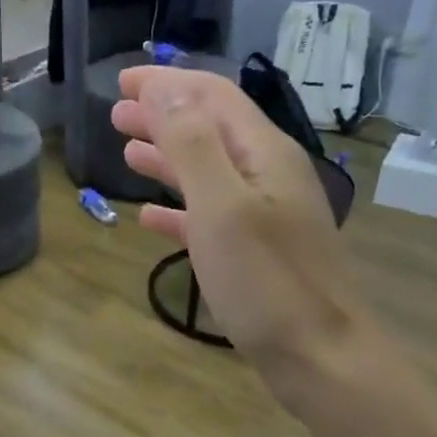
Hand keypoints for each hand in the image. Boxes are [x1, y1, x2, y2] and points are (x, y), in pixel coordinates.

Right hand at [112, 66, 377, 404]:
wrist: (320, 356)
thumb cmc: (267, 281)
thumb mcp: (222, 206)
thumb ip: (193, 146)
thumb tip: (166, 92)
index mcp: (263, 153)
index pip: (212, 97)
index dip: (167, 83)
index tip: (121, 80)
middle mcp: (267, 175)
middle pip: (209, 129)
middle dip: (162, 115)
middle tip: (116, 114)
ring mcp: (264, 215)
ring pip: (207, 171)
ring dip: (166, 157)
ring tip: (126, 151)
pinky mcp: (255, 252)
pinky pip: (208, 216)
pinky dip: (177, 207)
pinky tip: (149, 217)